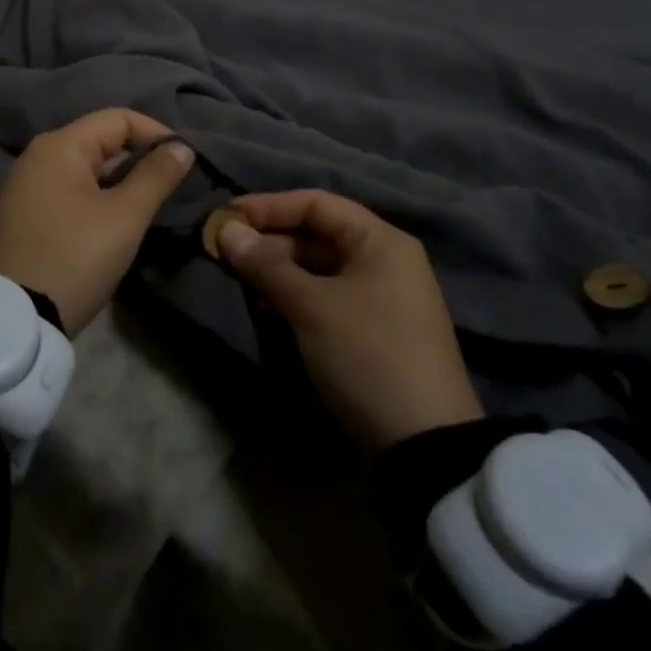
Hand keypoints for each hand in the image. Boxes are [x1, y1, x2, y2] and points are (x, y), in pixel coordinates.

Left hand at [0, 109, 194, 335]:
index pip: (118, 118)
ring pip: (86, 168)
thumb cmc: (74, 258)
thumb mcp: (125, 217)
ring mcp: (26, 185)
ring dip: (120, 179)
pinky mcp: (23, 214)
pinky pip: (69, 189)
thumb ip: (156, 176)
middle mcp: (38, 156)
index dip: (156, 133)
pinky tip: (114, 220)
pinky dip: (97, 196)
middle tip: (171, 185)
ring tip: (149, 202)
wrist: (12, 320)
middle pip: (100, 140)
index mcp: (60, 146)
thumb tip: (182, 146)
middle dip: (139, 157)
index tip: (185, 160)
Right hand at [219, 190, 483, 448]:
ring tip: (240, 280)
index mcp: (380, 240)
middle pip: (317, 234)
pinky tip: (266, 307)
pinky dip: (296, 296)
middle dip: (270, 241)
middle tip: (226, 253)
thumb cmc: (367, 355)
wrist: (424, 447)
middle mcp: (385, 259)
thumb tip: (226, 230)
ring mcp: (381, 297)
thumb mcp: (311, 306)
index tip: (226, 217)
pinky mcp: (373, 331)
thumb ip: (266, 264)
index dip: (269, 206)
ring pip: (319, 268)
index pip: (316, 203)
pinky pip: (326, 296)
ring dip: (278, 270)